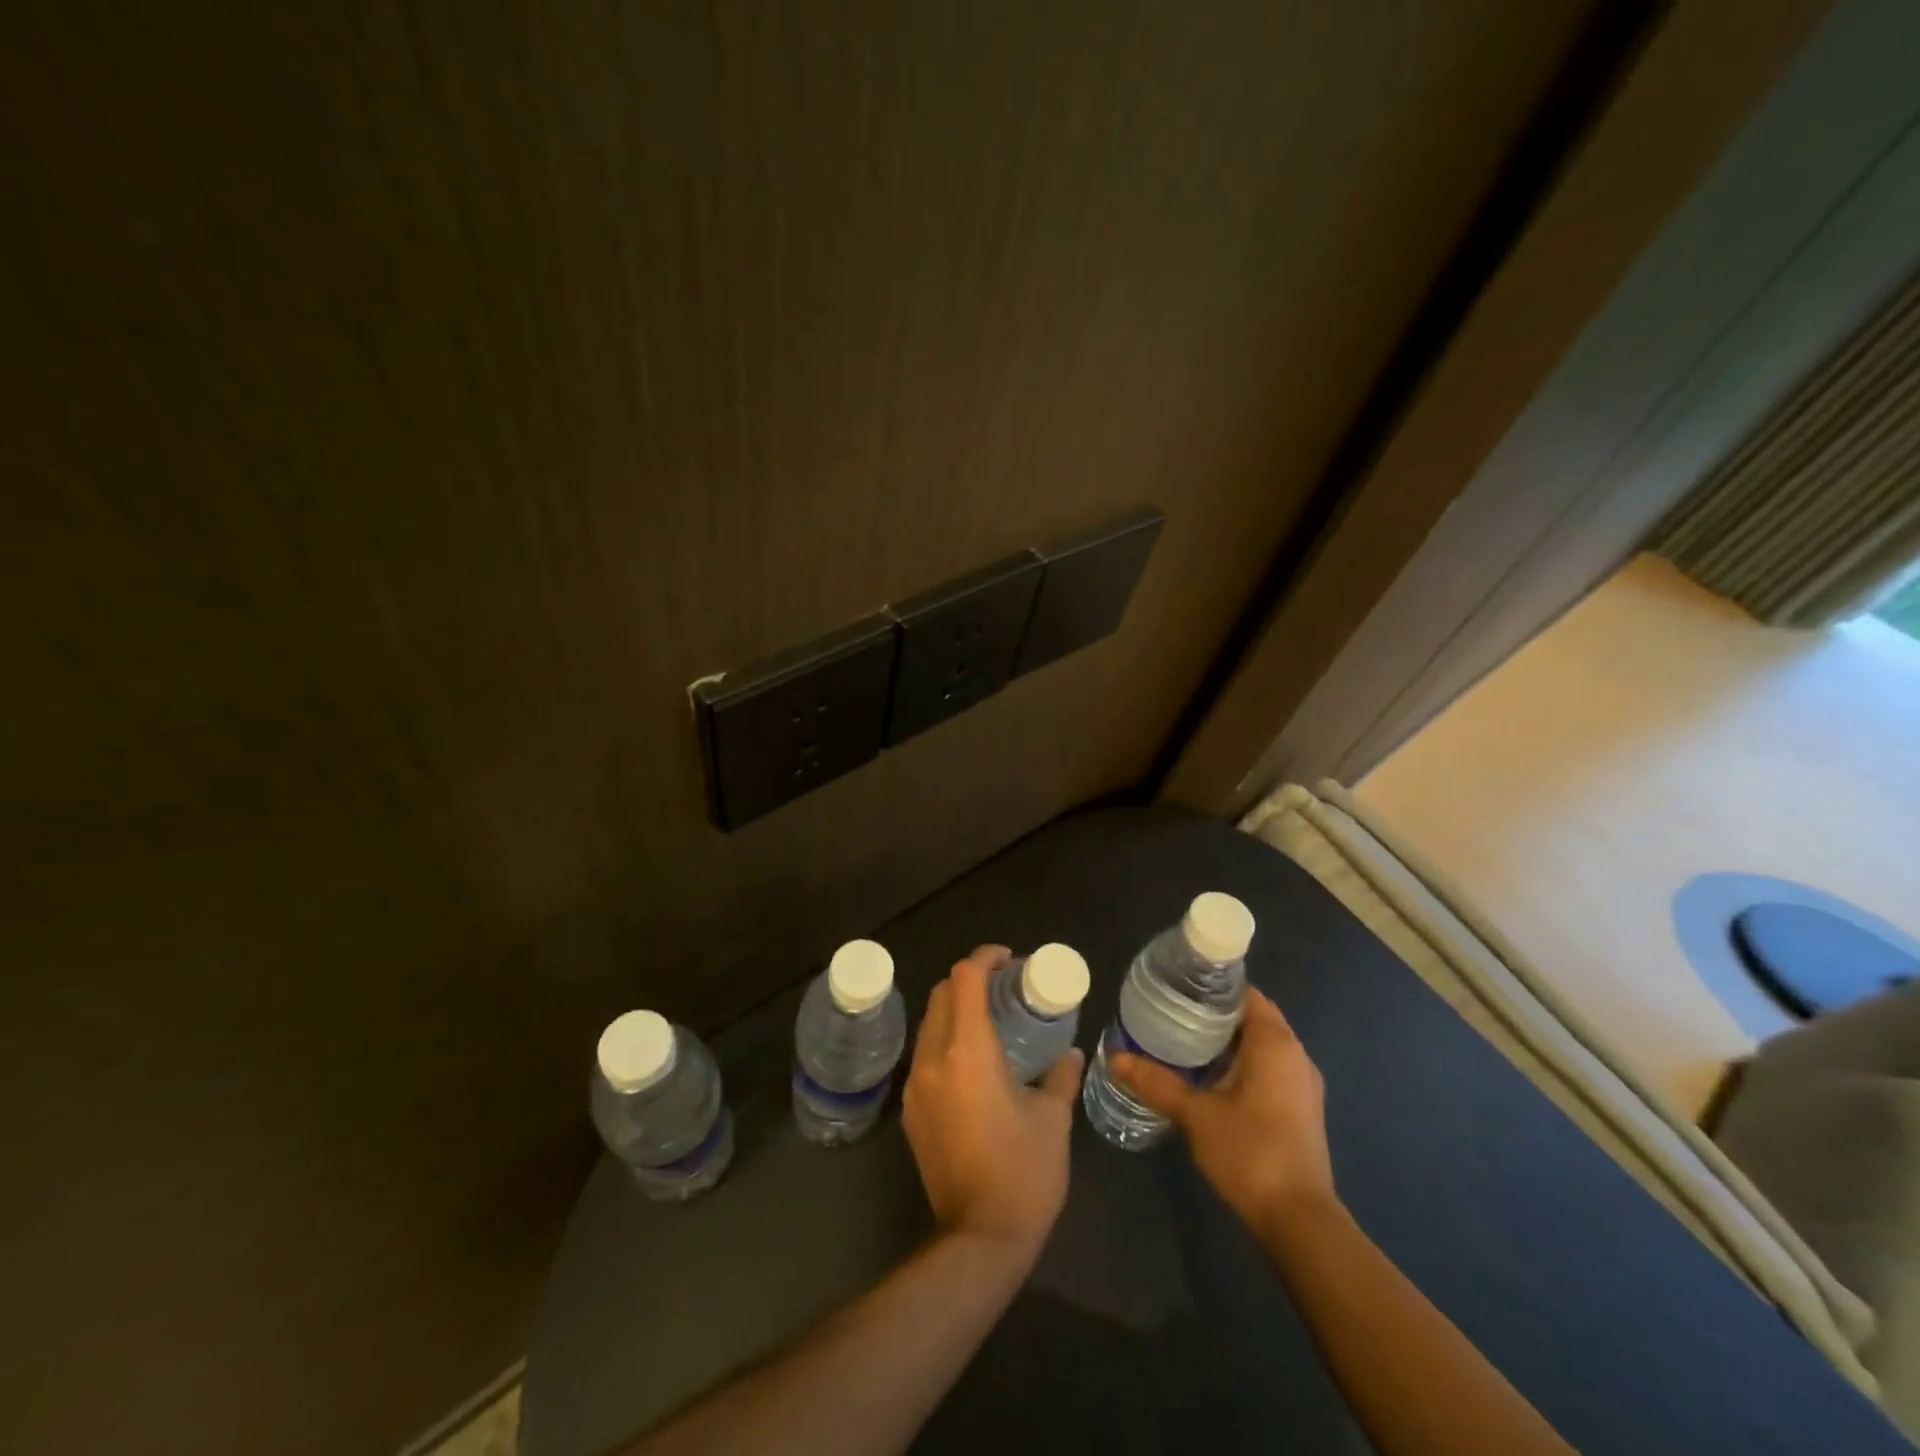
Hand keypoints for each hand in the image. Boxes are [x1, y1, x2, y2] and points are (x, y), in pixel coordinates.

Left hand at [902, 946, 1083, 1260]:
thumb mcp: (1053, 1119)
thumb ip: (1061, 1075)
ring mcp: (915, 1085)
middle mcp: (934, 1058)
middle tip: (1003, 987)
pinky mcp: (910, 1111)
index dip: (985, 958)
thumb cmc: (1024, 1173)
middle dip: (969, 979)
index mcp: (968, 1051)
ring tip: (989, 1019)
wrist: (979, 1239)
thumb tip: (1071, 1052)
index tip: (1009, 959)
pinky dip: (945, 1040)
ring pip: (929, 1024)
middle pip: (941, 993)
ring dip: (955, 1009)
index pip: (965, 978)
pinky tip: (972, 1061)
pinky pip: (924, 1055)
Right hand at [1111, 988, 1335, 1230]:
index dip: (1214, 988)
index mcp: (1275, 1044)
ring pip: (1263, 1046)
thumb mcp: (1196, 1115)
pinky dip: (1244, 1064)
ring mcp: (1303, 1085)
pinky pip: (1271, 1069)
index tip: (1180, 989)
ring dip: (1230, 1042)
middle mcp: (1296, 1056)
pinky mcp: (1302, 1110)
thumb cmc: (1250, 1153)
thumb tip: (1115, 1058)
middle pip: (1254, 1017)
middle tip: (1173, 1015)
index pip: (1247, 994)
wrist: (1300, 1222)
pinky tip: (1211, 1080)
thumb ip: (1156, 1083)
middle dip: (1216, 1015)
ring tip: (1185, 1043)